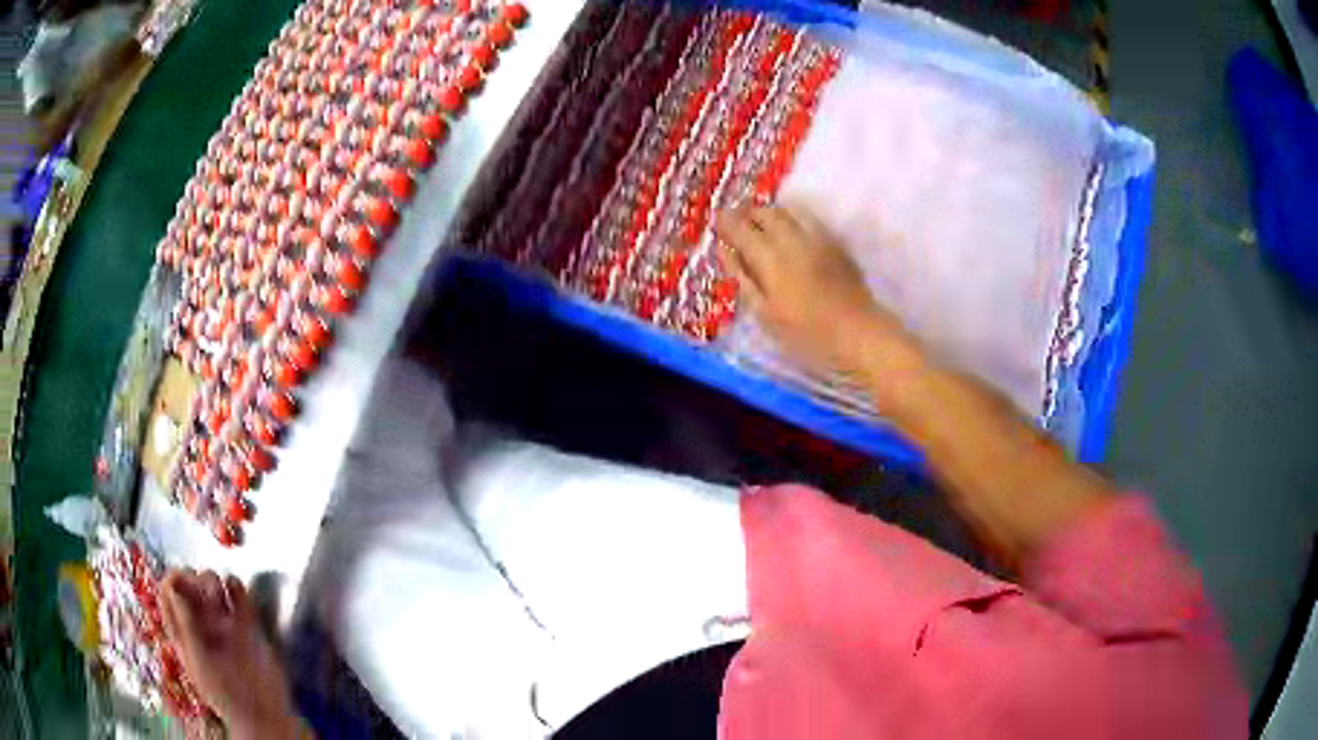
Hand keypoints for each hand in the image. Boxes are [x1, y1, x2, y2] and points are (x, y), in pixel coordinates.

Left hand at [160, 570, 301, 738]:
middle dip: (195, 580)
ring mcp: (222, 623)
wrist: (264, 714)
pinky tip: (236, 591)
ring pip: (212, 585)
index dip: (173, 580)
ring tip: (220, 594)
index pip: (168, 593)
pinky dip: (235, 586)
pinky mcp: (245, 625)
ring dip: (214, 581)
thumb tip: (173, 587)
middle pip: (189, 584)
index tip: (183, 578)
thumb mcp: (201, 662)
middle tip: (205, 592)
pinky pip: (237, 595)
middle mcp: (199, 624)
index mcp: (182, 632)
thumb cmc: (227, 695)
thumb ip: (186, 626)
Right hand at [713, 206, 916, 381]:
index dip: (725, 222)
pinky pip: (807, 218)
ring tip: (761, 226)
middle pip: (764, 212)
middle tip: (737, 224)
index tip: (716, 223)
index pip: (740, 227)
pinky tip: (789, 233)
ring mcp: (817, 236)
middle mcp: (792, 238)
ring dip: (769, 213)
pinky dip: (791, 219)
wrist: (858, 333)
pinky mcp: (835, 241)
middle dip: (747, 213)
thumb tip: (725, 249)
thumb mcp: (765, 313)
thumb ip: (743, 278)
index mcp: (770, 257)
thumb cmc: (806, 333)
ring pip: (787, 210)